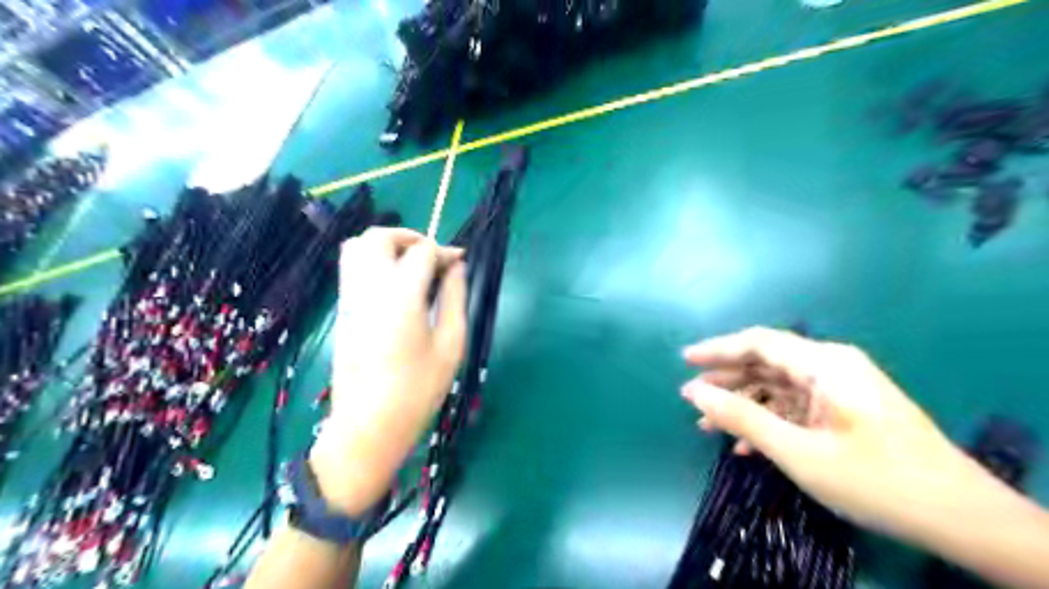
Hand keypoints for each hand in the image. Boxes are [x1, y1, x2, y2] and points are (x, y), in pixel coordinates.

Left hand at [308, 227, 462, 515]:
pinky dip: (372, 261)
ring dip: (387, 245)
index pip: (422, 252)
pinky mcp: (342, 311)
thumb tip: (456, 267)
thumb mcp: (451, 345)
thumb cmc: (419, 390)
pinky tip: (394, 285)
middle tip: (432, 256)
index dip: (444, 251)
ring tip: (411, 265)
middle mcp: (369, 290)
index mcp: (401, 299)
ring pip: (356, 247)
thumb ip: (455, 298)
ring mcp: (349, 299)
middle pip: (379, 237)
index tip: (459, 262)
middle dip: (409, 237)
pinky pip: (350, 268)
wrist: (369, 425)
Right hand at [686, 327, 987, 538]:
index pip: (758, 342)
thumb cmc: (875, 480)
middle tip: (691, 397)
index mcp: (824, 364)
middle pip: (767, 362)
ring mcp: (841, 388)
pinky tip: (747, 445)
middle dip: (727, 380)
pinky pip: (796, 406)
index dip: (717, 349)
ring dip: (744, 404)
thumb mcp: (798, 452)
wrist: (960, 518)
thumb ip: (742, 417)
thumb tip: (694, 393)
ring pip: (778, 386)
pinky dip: (769, 420)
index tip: (684, 360)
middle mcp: (832, 366)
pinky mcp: (846, 410)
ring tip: (709, 425)